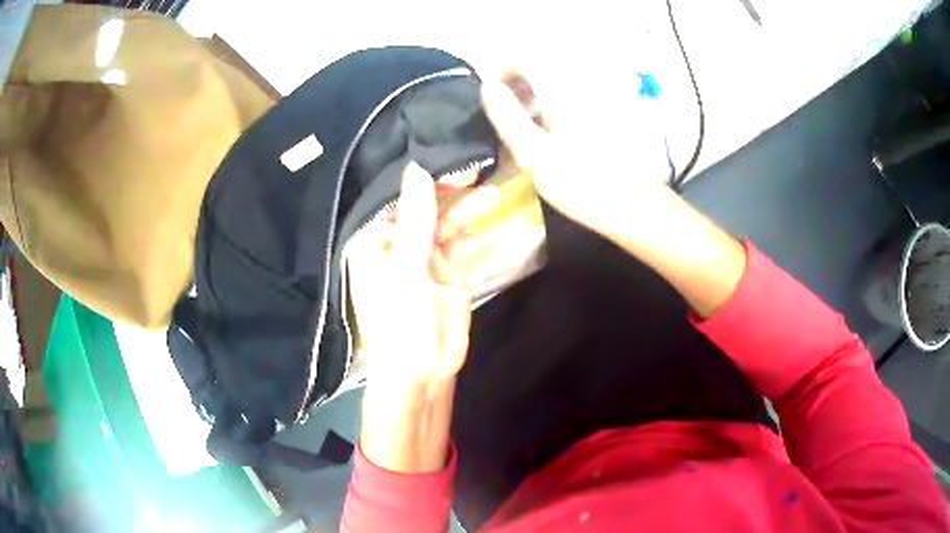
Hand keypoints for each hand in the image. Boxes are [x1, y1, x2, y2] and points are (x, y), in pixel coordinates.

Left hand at [348, 162, 497, 386]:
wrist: (421, 375)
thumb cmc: (401, 325)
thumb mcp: (406, 271)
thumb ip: (415, 220)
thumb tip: (417, 169)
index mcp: (376, 242)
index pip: (399, 200)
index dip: (425, 180)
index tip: (453, 161)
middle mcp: (399, 245)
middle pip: (427, 209)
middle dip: (452, 191)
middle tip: (479, 171)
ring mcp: (427, 259)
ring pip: (449, 225)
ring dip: (470, 210)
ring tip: (494, 193)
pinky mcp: (450, 274)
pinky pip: (467, 247)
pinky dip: (483, 236)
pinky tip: (502, 222)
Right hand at [480, 69, 744, 318]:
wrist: (640, 208)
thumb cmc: (585, 185)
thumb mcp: (535, 156)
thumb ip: (507, 117)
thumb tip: (487, 87)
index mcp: (566, 87)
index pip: (524, 57)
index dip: (500, 69)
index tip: (488, 93)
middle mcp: (586, 82)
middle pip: (541, 66)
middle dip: (517, 83)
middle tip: (503, 114)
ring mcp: (603, 95)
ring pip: (558, 82)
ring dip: (535, 95)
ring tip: (524, 126)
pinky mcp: (612, 111)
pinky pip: (575, 96)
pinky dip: (556, 106)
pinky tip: (553, 133)